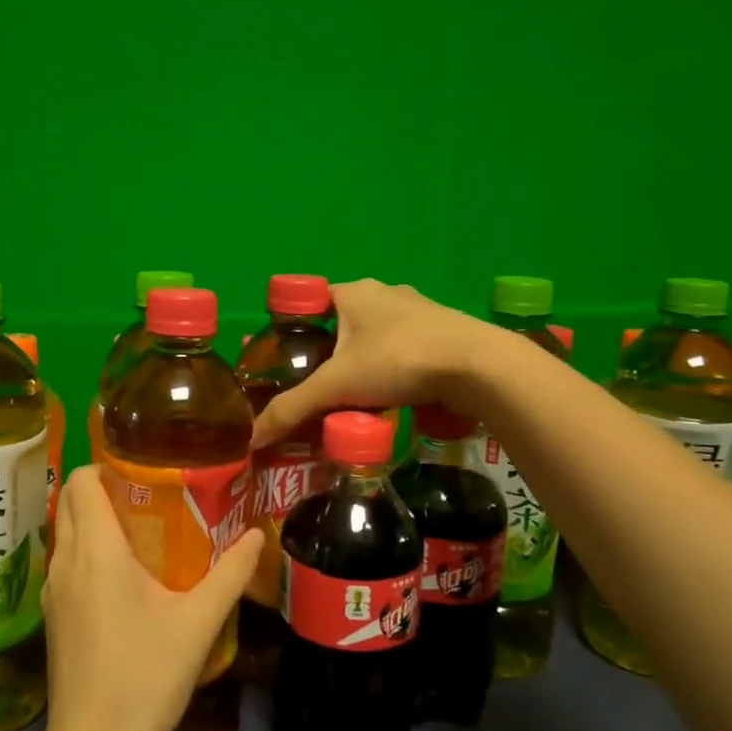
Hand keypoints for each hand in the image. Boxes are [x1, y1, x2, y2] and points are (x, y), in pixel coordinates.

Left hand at [39, 468, 263, 730]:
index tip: (143, 468)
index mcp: (95, 550)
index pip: (80, 479)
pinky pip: (65, 563)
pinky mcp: (52, 617)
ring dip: (94, 520)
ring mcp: (52, 591)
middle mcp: (65, 561)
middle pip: (69, 500)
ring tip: (142, 532)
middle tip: (150, 496)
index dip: (106, 464)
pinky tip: (123, 579)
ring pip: (65, 532)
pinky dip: (87, 552)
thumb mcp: (198, 622)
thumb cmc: (145, 675)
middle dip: (102, 487)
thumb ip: (229, 574)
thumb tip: (255, 536)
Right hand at [253, 280, 488, 448]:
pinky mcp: (443, 335)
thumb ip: (293, 409)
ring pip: (375, 339)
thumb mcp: (337, 386)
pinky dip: (391, 372)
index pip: (310, 303)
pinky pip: (403, 351)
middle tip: (314, 388)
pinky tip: (389, 399)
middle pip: (342, 324)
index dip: (293, 330)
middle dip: (328, 355)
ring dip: (362, 365)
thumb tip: (252, 438)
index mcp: (353, 292)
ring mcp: (419, 312)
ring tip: (349, 399)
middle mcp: (385, 293)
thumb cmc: (399, 360)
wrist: (479, 368)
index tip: (284, 362)